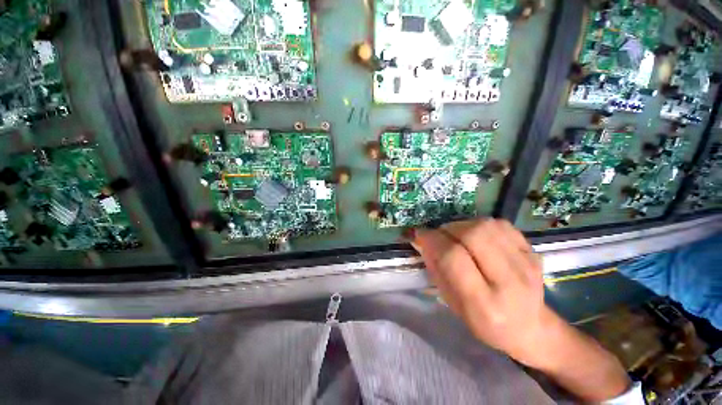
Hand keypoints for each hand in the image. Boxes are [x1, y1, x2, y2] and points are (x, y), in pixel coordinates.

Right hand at [411, 219, 631, 401]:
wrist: (530, 328)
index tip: (420, 234)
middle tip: (440, 235)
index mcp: (484, 304)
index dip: (432, 240)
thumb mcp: (451, 302)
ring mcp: (526, 264)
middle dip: (448, 229)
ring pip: (487, 226)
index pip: (453, 257)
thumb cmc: (483, 322)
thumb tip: (422, 239)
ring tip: (456, 235)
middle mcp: (509, 283)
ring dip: (463, 224)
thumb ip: (436, 268)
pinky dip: (481, 224)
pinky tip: (476, 235)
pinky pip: (501, 225)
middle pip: (473, 235)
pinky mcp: (533, 252)